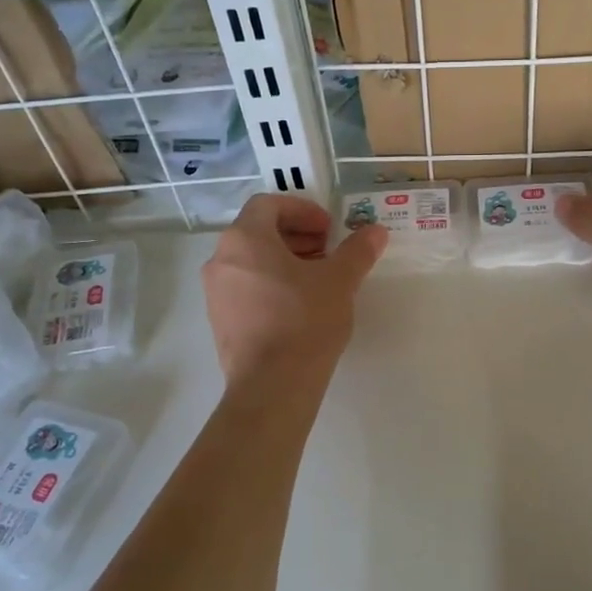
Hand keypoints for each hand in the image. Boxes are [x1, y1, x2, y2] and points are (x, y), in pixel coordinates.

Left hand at [201, 194, 386, 383]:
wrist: (272, 385)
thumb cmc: (304, 321)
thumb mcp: (339, 281)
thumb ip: (357, 251)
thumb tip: (375, 232)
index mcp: (244, 239)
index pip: (269, 205)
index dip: (302, 210)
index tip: (329, 229)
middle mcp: (221, 260)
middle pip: (258, 232)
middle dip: (296, 236)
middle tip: (328, 251)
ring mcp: (216, 293)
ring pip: (251, 262)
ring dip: (285, 261)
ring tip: (318, 279)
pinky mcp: (220, 322)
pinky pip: (246, 288)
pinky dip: (271, 285)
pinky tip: (299, 306)